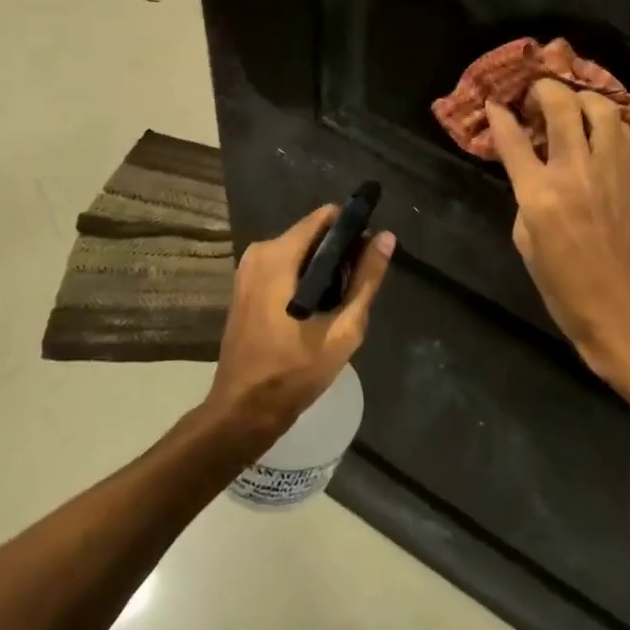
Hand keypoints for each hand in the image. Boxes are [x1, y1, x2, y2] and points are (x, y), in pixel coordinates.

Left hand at [205, 205, 395, 444]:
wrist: (242, 412)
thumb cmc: (294, 372)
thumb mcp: (343, 328)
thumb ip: (366, 280)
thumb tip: (386, 237)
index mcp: (279, 255)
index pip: (326, 217)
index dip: (353, 229)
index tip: (369, 254)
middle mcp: (259, 252)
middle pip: (312, 233)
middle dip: (339, 252)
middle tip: (356, 287)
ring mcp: (248, 269)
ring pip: (299, 251)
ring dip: (322, 268)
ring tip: (340, 302)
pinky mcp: (245, 286)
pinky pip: (283, 266)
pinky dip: (304, 278)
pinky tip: (317, 309)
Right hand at [486, 81, 629, 392]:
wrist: (623, 309)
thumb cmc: (564, 286)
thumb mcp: (526, 242)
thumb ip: (526, 196)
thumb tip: (533, 169)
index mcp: (539, 194)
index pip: (513, 138)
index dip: (501, 115)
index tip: (497, 103)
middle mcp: (576, 171)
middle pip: (561, 106)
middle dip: (544, 89)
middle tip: (537, 94)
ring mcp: (612, 170)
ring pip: (601, 109)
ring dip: (582, 99)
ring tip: (574, 107)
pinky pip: (623, 133)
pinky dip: (607, 124)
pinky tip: (600, 133)